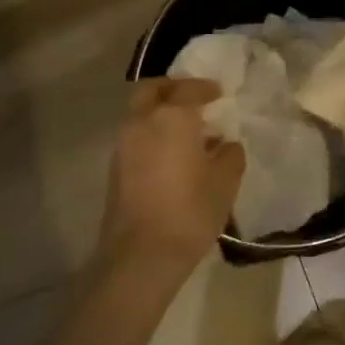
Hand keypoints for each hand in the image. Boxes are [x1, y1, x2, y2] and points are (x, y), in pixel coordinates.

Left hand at [97, 78, 244, 274]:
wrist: (141, 256)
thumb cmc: (190, 210)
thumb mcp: (225, 181)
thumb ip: (230, 154)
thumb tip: (224, 145)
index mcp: (172, 117)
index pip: (189, 89)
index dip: (205, 88)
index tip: (219, 93)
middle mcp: (142, 122)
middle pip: (152, 90)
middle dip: (172, 89)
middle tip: (192, 98)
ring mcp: (123, 146)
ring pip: (140, 114)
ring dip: (160, 113)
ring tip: (187, 131)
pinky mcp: (115, 170)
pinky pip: (136, 137)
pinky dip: (152, 134)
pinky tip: (173, 155)